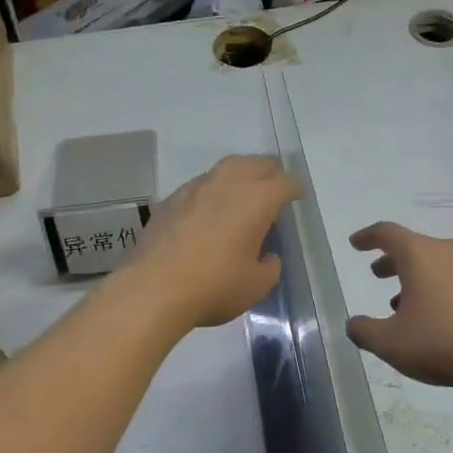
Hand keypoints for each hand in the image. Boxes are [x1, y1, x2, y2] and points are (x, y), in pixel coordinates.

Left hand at [121, 155, 299, 330]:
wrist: (154, 288)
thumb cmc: (214, 286)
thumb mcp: (256, 286)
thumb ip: (269, 267)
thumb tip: (267, 256)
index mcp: (255, 200)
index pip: (283, 182)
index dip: (294, 188)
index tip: (298, 196)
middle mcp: (227, 184)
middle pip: (255, 164)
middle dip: (269, 173)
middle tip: (274, 188)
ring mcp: (195, 188)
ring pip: (225, 168)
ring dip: (240, 175)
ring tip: (243, 193)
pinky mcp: (171, 199)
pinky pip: (201, 184)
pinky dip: (213, 190)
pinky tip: (210, 209)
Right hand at [346, 222, 452, 392]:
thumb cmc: (441, 341)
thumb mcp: (390, 343)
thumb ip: (365, 331)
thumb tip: (353, 324)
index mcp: (419, 254)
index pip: (387, 233)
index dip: (367, 237)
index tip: (356, 244)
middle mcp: (447, 251)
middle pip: (413, 247)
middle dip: (392, 260)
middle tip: (377, 274)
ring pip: (435, 263)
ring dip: (415, 278)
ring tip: (402, 305)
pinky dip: (437, 289)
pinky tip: (435, 318)